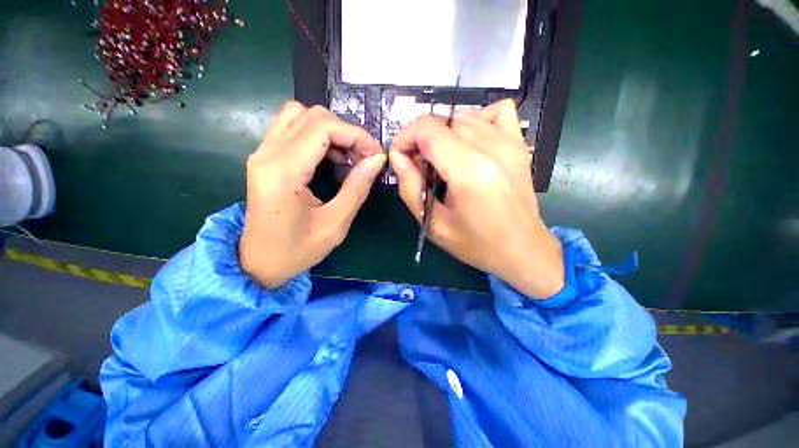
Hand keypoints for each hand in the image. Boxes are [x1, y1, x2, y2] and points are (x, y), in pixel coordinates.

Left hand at [240, 102, 386, 288]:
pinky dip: (316, 134)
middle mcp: (267, 154)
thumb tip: (377, 160)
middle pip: (312, 115)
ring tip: (347, 155)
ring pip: (299, 115)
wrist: (258, 263)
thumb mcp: (335, 224)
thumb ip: (357, 187)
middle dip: (347, 131)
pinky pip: (290, 127)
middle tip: (364, 157)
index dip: (356, 135)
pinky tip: (329, 156)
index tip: (376, 155)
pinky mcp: (263, 158)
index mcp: (284, 173)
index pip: (323, 128)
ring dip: (330, 130)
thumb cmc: (298, 250)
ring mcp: (261, 153)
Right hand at [389, 100, 563, 299]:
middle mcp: (491, 148)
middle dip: (421, 138)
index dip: (405, 137)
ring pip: (463, 116)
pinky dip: (476, 120)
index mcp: (468, 171)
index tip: (400, 158)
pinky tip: (470, 144)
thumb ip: (410, 188)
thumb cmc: (476, 244)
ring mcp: (509, 142)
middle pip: (443, 120)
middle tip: (419, 165)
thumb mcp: (434, 224)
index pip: (427, 129)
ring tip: (441, 160)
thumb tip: (398, 158)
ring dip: (443, 133)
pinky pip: (495, 112)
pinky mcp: (519, 145)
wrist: (523, 250)